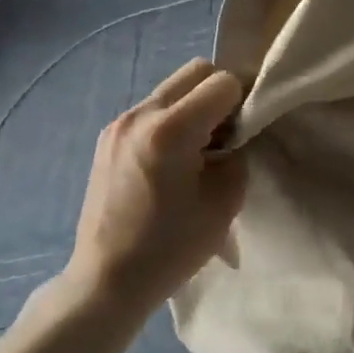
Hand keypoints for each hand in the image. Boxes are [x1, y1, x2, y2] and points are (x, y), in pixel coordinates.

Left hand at [67, 60, 245, 311]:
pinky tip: (173, 159)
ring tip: (199, 148)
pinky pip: (153, 109)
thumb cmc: (172, 247)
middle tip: (227, 132)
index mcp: (171, 130)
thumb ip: (238, 153)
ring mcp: (119, 124)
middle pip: (196, 71)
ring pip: (173, 88)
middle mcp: (141, 115)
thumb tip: (235, 134)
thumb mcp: (226, 200)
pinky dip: (173, 119)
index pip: (223, 82)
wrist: (107, 281)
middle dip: (220, 92)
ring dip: (195, 105)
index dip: (244, 100)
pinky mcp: (108, 138)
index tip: (247, 130)